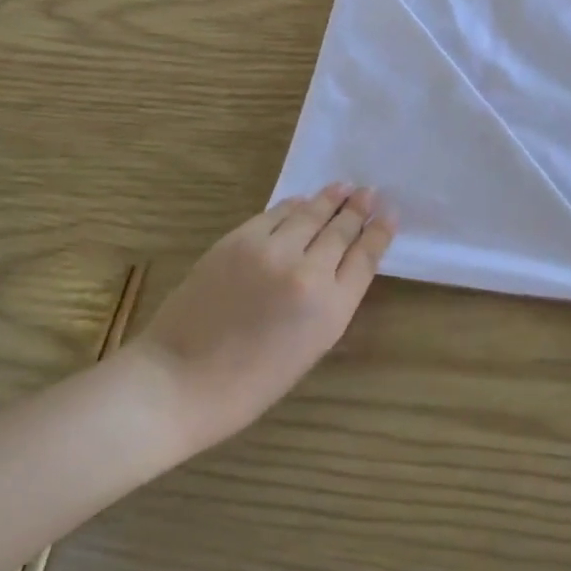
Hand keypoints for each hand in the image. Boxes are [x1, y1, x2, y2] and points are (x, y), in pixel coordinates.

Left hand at [125, 184, 394, 454]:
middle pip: (341, 230)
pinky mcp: (239, 240)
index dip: (380, 233)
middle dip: (358, 209)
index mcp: (331, 309)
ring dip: (330, 199)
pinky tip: (302, 201)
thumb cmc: (250, 382)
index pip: (366, 257)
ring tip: (344, 187)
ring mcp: (271, 251)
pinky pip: (276, 214)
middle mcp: (308, 272)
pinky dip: (294, 205)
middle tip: (370, 193)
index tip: (390, 215)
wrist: (179, 381)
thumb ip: (332, 302)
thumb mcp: (311, 347)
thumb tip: (341, 263)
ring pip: (310, 213)